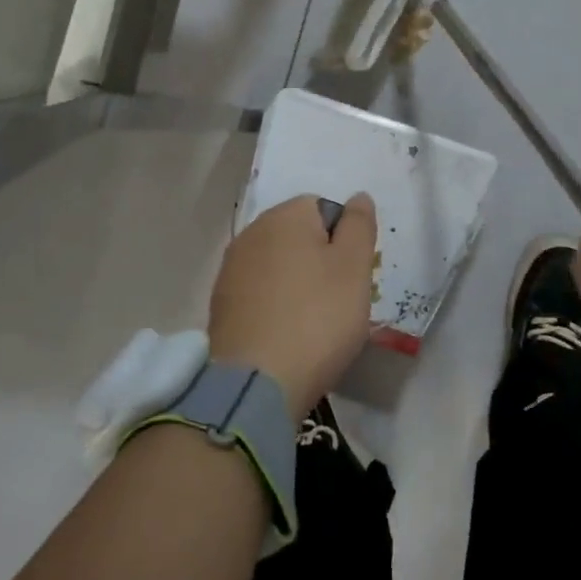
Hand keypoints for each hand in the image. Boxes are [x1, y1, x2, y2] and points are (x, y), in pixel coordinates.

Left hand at [208, 193, 377, 420]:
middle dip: (320, 261)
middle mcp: (252, 233)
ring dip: (297, 283)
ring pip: (278, 265)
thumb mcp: (354, 268)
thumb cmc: (317, 318)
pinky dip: (275, 305)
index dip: (343, 239)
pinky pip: (259, 292)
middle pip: (298, 236)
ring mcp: (231, 269)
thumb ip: (359, 226)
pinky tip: (286, 334)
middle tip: (338, 300)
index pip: (323, 208)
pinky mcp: (221, 303)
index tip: (352, 275)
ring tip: (313, 323)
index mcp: (285, 216)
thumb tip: (358, 197)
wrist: (257, 382)